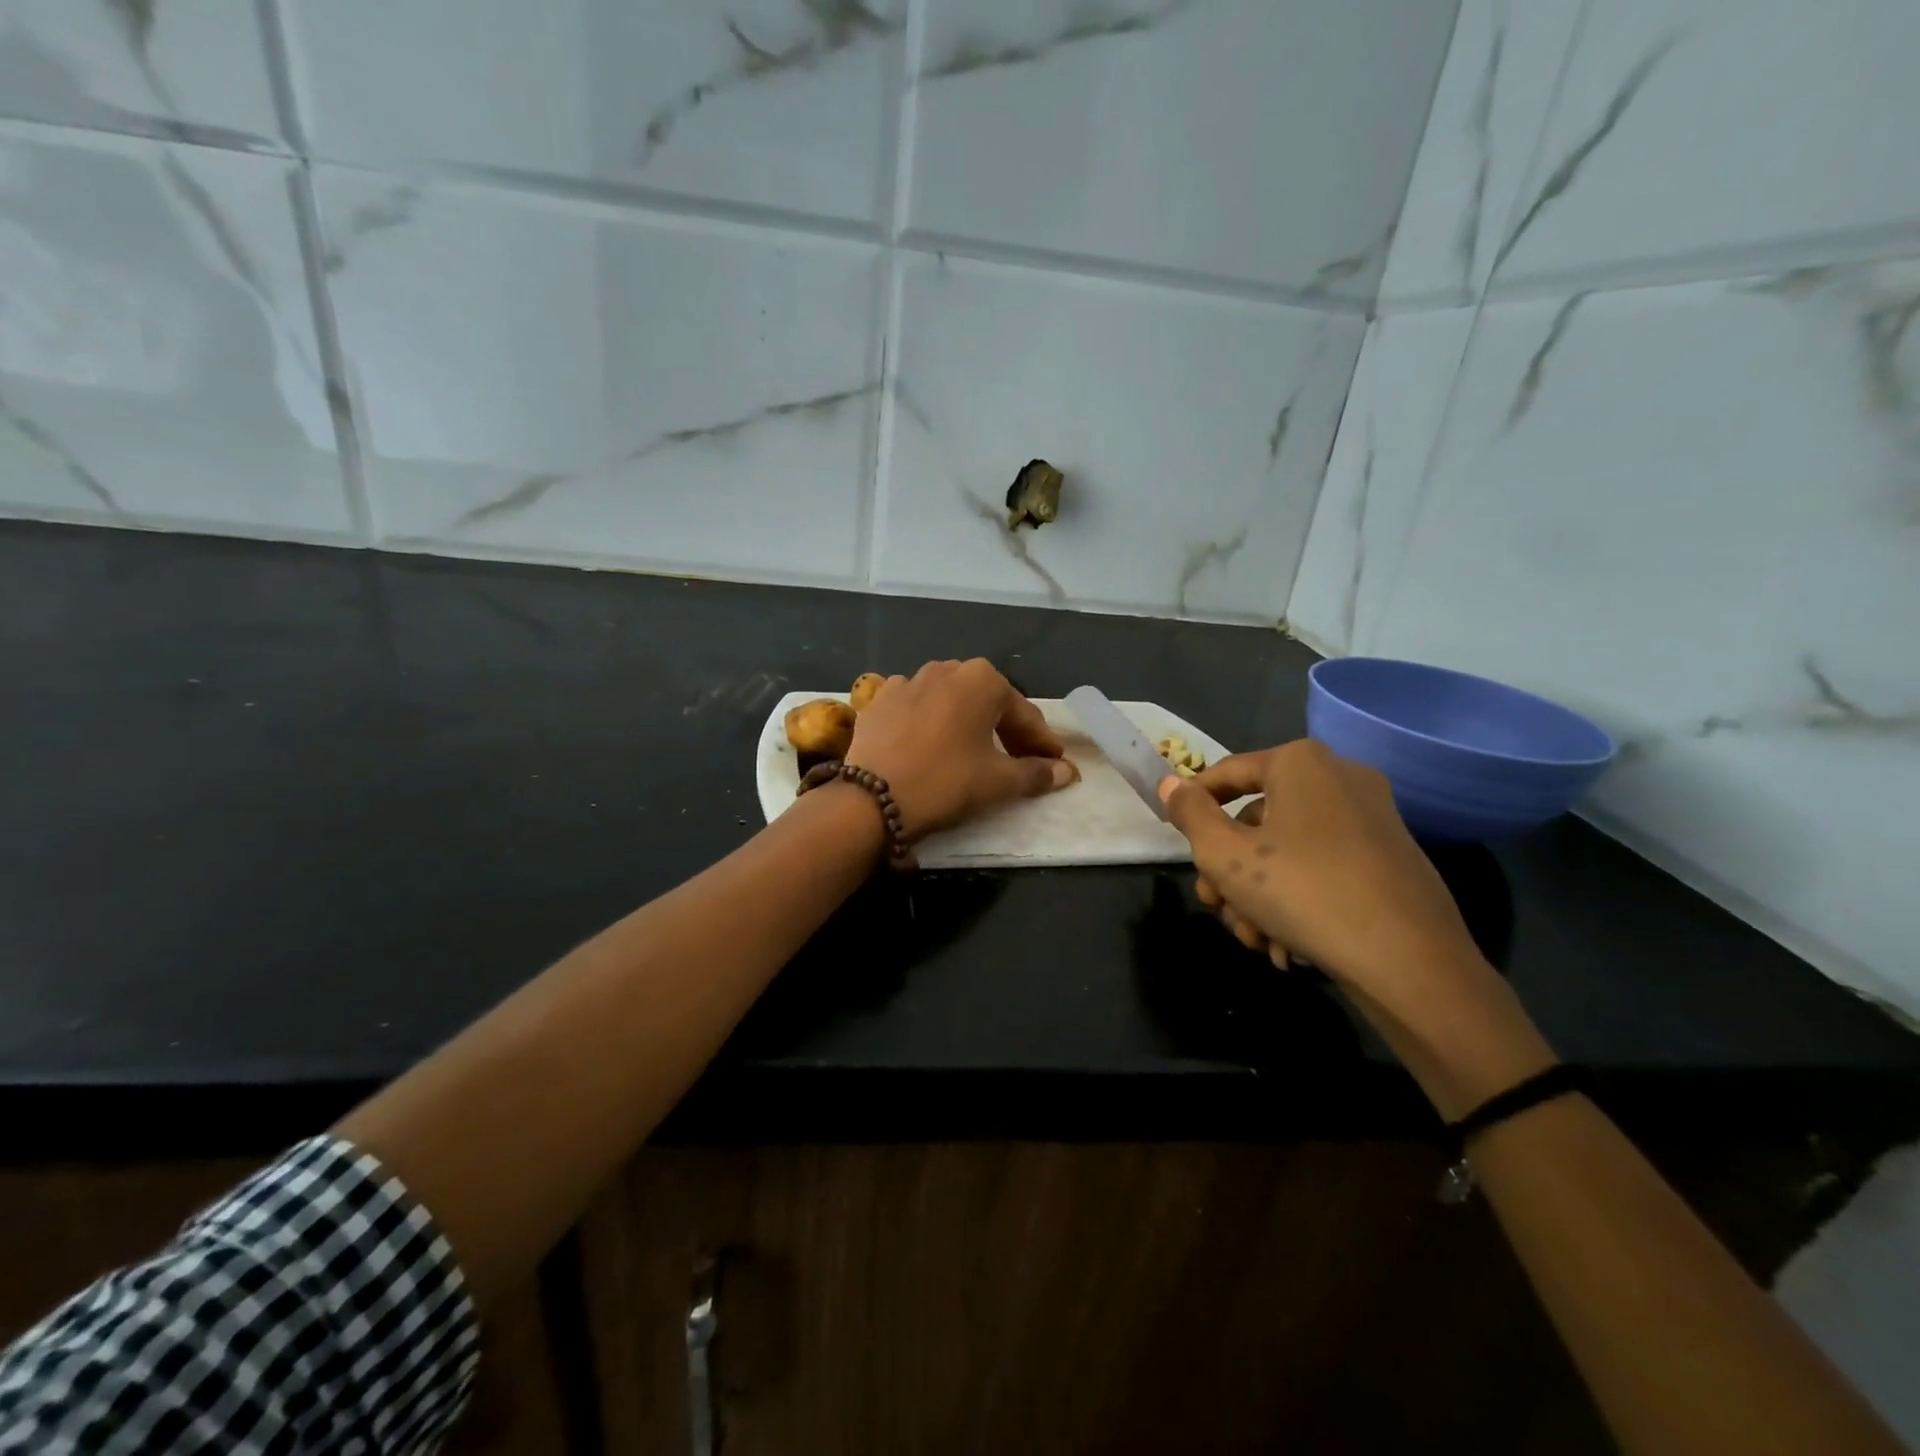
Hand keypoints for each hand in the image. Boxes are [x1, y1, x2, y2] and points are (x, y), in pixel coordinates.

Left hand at [847, 659, 1077, 839]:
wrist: (872, 798)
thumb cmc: (947, 782)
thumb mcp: (999, 782)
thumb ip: (1037, 773)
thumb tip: (1066, 772)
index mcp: (982, 679)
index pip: (1024, 714)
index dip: (1042, 742)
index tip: (1055, 763)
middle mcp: (946, 669)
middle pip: (987, 702)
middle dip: (1007, 730)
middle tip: (1020, 760)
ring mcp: (907, 681)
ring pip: (950, 701)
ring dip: (967, 722)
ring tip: (974, 751)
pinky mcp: (878, 701)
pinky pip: (916, 708)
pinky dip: (930, 722)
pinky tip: (930, 743)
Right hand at [1161, 741, 1488, 1023]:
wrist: (1411, 962)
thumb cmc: (1304, 892)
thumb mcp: (1225, 855)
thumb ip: (1190, 814)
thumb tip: (1171, 782)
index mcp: (1301, 763)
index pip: (1226, 774)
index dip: (1192, 806)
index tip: (1175, 841)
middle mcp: (1339, 778)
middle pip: (1256, 820)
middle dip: (1228, 870)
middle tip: (1215, 906)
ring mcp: (1371, 819)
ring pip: (1287, 851)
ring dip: (1258, 895)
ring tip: (1253, 940)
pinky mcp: (1390, 859)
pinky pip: (1324, 868)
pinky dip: (1298, 901)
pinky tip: (1286, 947)